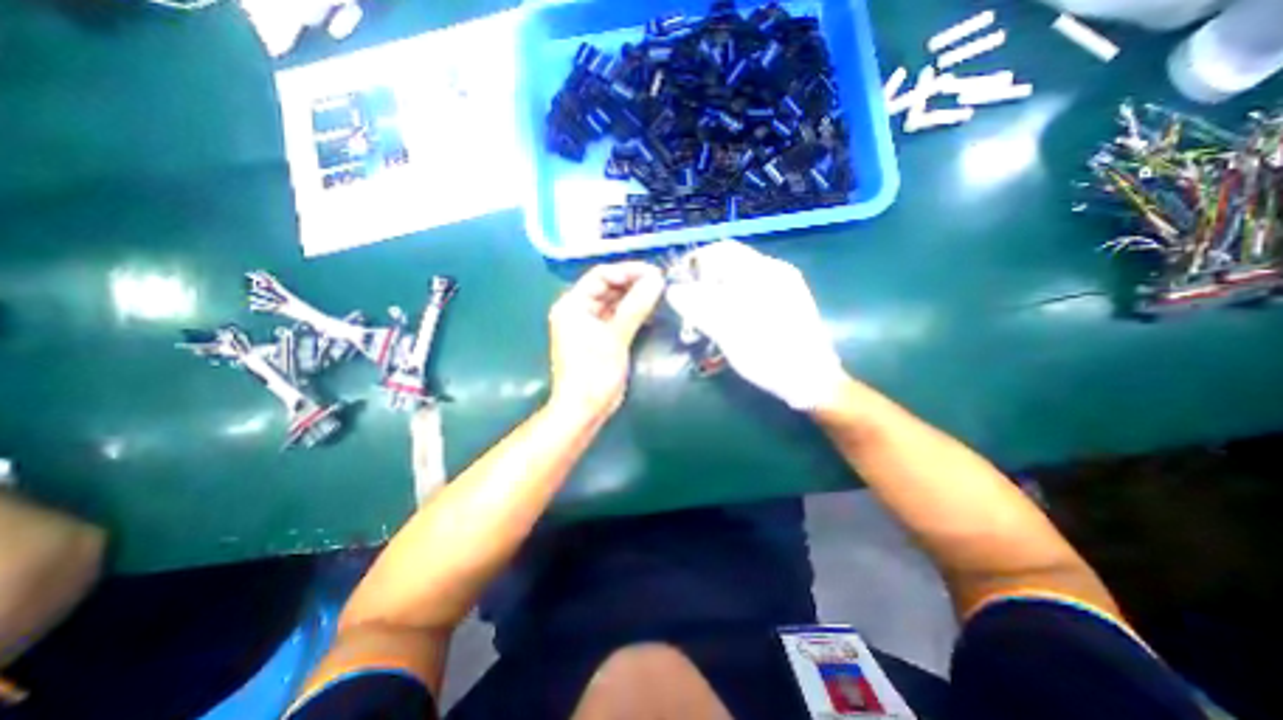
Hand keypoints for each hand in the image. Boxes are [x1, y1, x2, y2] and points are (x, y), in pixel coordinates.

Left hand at [543, 262, 661, 420]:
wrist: (584, 409)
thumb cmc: (594, 372)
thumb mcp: (615, 337)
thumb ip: (635, 306)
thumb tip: (656, 279)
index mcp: (573, 304)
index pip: (601, 275)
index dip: (627, 271)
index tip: (654, 273)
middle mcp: (578, 310)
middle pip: (607, 287)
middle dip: (633, 283)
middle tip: (661, 283)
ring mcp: (588, 325)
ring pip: (614, 302)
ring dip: (634, 298)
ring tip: (659, 294)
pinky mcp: (599, 338)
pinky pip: (617, 317)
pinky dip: (632, 313)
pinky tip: (650, 312)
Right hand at [668, 241, 848, 410]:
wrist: (812, 380)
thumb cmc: (770, 356)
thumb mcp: (728, 331)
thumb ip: (698, 306)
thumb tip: (673, 290)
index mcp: (763, 272)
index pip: (721, 251)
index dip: (696, 263)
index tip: (679, 284)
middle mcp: (775, 272)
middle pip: (729, 266)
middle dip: (704, 283)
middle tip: (689, 308)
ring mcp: (783, 287)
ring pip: (738, 281)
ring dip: (716, 295)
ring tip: (705, 321)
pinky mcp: (786, 302)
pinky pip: (751, 293)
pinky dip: (732, 303)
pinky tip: (727, 324)